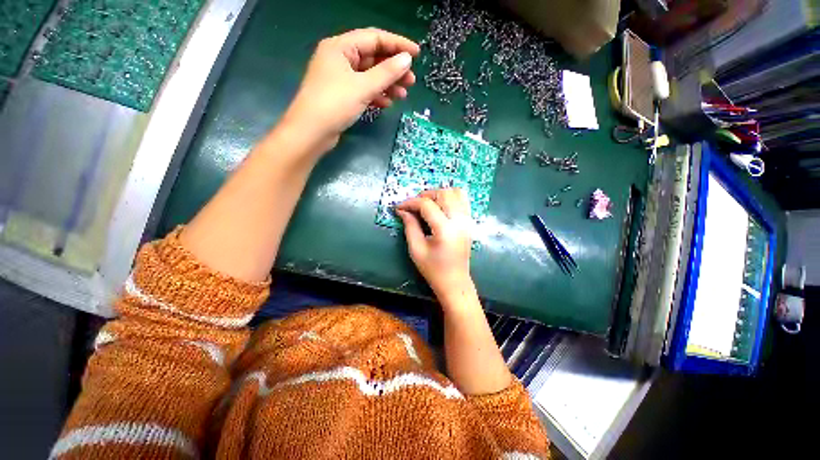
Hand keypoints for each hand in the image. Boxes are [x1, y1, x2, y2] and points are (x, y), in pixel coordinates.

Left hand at [280, 28, 419, 151]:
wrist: (312, 132)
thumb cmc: (335, 104)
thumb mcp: (363, 87)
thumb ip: (386, 72)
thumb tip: (406, 59)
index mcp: (341, 47)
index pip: (374, 38)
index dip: (397, 44)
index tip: (416, 54)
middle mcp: (340, 58)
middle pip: (373, 57)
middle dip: (393, 69)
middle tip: (411, 81)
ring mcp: (340, 78)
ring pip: (369, 76)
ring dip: (387, 84)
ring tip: (403, 95)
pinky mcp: (342, 95)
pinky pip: (364, 90)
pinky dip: (376, 95)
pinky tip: (387, 102)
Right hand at [395, 189, 474, 300]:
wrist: (455, 282)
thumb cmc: (433, 269)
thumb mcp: (416, 249)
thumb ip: (410, 226)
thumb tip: (403, 210)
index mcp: (445, 229)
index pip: (427, 205)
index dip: (410, 203)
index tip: (399, 207)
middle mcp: (459, 221)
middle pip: (443, 193)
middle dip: (425, 195)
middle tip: (413, 206)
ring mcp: (467, 220)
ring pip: (456, 192)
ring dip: (439, 193)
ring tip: (427, 204)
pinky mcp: (469, 222)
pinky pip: (463, 200)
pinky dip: (451, 197)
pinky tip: (440, 206)